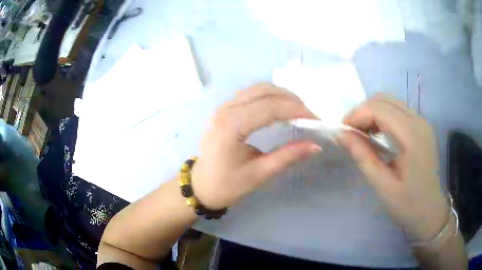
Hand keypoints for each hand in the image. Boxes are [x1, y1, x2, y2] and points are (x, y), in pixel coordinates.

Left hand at [191, 83, 321, 208]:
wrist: (200, 186)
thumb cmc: (226, 185)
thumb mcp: (259, 174)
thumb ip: (287, 157)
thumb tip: (315, 146)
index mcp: (231, 127)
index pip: (270, 108)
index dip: (297, 110)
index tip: (316, 119)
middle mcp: (225, 110)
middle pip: (264, 92)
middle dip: (291, 99)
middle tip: (308, 114)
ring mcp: (222, 108)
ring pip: (256, 89)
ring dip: (280, 95)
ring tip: (297, 110)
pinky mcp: (224, 110)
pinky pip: (249, 95)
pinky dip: (268, 97)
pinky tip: (279, 108)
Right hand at [341, 94, 448, 241]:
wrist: (430, 211)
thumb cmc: (408, 204)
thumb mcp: (383, 186)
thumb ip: (363, 157)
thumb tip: (342, 135)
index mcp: (412, 136)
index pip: (379, 109)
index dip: (356, 115)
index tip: (341, 130)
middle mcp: (419, 121)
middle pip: (384, 100)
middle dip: (362, 111)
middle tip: (350, 132)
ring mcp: (422, 122)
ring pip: (391, 102)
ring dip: (372, 112)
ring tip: (361, 133)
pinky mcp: (422, 127)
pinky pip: (398, 111)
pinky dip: (383, 116)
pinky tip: (377, 133)